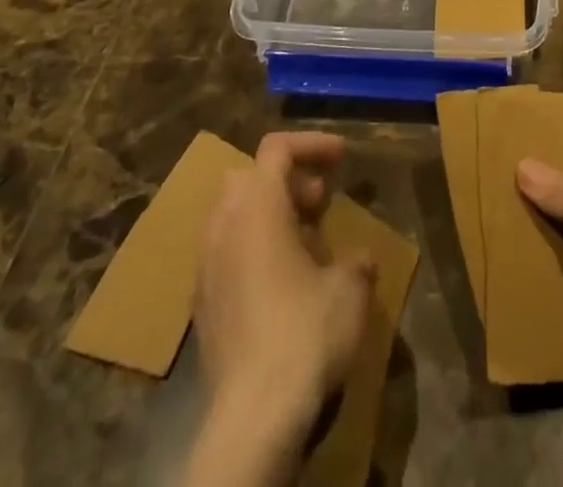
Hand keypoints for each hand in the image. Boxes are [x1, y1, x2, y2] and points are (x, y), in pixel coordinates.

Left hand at [192, 133, 377, 460]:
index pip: (277, 148)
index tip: (342, 158)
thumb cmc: (305, 333)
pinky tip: (282, 285)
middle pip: (248, 177)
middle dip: (286, 180)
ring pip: (233, 216)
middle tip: (319, 202)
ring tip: (304, 243)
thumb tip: (360, 260)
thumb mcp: (350, 289)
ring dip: (268, 216)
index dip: (311, 144)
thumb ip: (356, 261)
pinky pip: (225, 255)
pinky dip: (252, 250)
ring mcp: (206, 267)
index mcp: (258, 207)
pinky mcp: (202, 307)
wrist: (253, 417)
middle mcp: (224, 227)